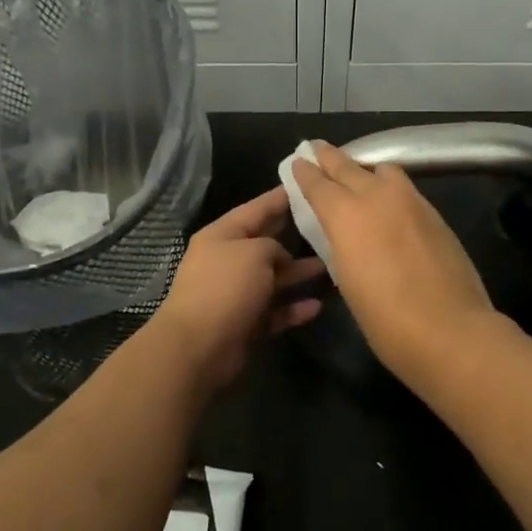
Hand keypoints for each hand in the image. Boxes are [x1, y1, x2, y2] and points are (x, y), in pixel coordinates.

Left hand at [148, 186, 323, 395]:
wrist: (199, 346)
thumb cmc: (225, 287)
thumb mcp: (254, 252)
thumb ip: (274, 246)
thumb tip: (280, 259)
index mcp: (222, 235)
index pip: (256, 209)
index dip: (280, 197)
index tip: (304, 183)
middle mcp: (228, 260)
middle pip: (266, 243)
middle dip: (294, 235)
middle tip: (327, 224)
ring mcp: (236, 294)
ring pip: (274, 278)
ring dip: (299, 273)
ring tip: (332, 266)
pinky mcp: (246, 323)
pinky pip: (275, 311)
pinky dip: (293, 308)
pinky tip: (317, 305)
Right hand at [289, 142, 496, 381]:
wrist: (450, 330)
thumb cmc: (385, 318)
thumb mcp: (347, 280)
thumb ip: (340, 244)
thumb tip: (342, 232)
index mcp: (346, 214)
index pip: (318, 183)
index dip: (305, 172)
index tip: (299, 161)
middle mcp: (377, 196)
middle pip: (348, 166)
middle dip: (330, 157)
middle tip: (317, 149)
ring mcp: (411, 201)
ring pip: (382, 170)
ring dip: (365, 169)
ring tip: (358, 176)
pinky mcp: (434, 214)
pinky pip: (405, 188)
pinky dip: (390, 187)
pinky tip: (388, 202)